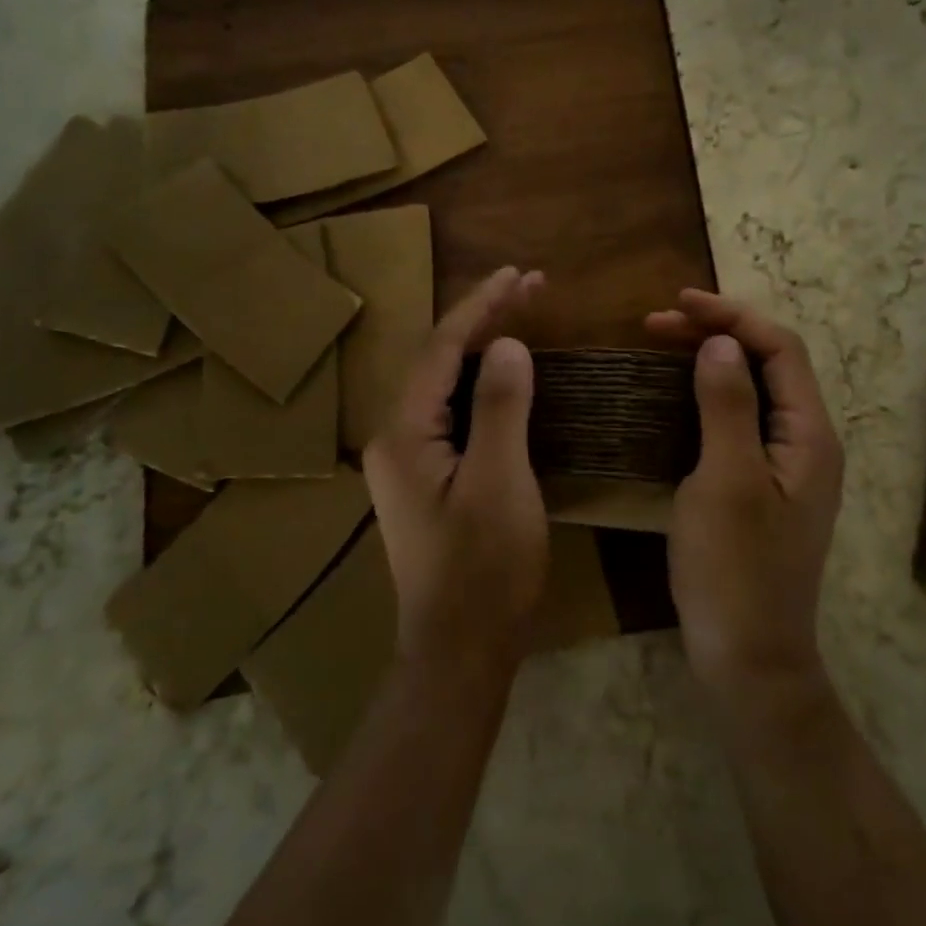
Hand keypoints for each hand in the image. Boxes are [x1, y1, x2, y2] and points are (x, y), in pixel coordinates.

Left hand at [364, 267, 548, 676]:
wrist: (460, 650)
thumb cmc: (484, 569)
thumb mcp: (501, 482)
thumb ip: (500, 407)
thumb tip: (509, 344)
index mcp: (404, 432)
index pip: (442, 348)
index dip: (482, 306)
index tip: (520, 275)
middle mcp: (394, 437)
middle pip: (439, 359)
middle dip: (484, 318)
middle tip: (531, 285)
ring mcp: (407, 460)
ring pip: (445, 384)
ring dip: (483, 346)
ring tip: (523, 313)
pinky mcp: (426, 478)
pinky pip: (452, 411)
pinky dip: (481, 382)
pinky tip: (505, 374)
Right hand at [647, 290, 843, 701]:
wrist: (749, 659)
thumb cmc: (736, 571)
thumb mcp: (726, 481)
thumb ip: (726, 406)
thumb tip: (720, 343)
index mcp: (810, 435)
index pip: (780, 348)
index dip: (731, 317)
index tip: (677, 303)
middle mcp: (807, 443)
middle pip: (768, 365)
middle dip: (716, 334)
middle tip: (654, 324)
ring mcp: (786, 468)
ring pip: (751, 392)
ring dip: (709, 363)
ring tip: (660, 347)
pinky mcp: (763, 488)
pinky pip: (738, 423)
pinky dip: (706, 398)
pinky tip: (673, 400)